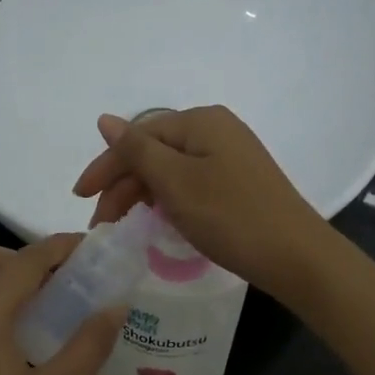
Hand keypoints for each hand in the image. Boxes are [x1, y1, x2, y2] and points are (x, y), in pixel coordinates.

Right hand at [71, 105, 331, 299]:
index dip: (105, 166)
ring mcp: (230, 156)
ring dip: (142, 195)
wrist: (294, 255)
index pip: (138, 137)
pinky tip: (158, 219)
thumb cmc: (229, 216)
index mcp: (200, 122)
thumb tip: (106, 119)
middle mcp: (216, 130)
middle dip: (122, 185)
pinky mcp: (239, 182)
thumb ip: (137, 150)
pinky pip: (190, 183)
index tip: (80, 198)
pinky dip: (167, 200)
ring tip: (124, 225)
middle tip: (102, 223)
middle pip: (154, 152)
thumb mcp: (175, 182)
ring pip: (171, 170)